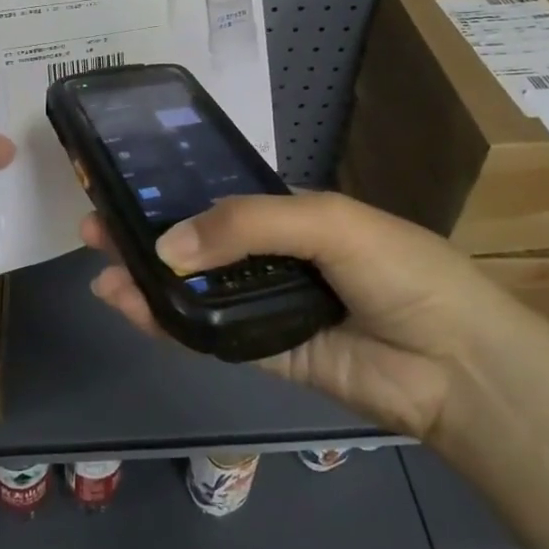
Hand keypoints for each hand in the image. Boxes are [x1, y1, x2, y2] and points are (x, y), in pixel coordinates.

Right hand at [81, 192, 519, 441]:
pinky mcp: (261, 355)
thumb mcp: (325, 221)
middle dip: (145, 232)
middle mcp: (273, 259)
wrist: (455, 364)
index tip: (124, 184)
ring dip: (145, 276)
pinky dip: (165, 321)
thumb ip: (244, 226)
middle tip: (93, 222)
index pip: (219, 199)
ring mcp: (264, 308)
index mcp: (291, 216)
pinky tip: (127, 302)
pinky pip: (205, 335)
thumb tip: (165, 246)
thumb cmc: (399, 269)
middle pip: (197, 244)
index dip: (173, 192)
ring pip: (193, 290)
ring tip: (98, 260)